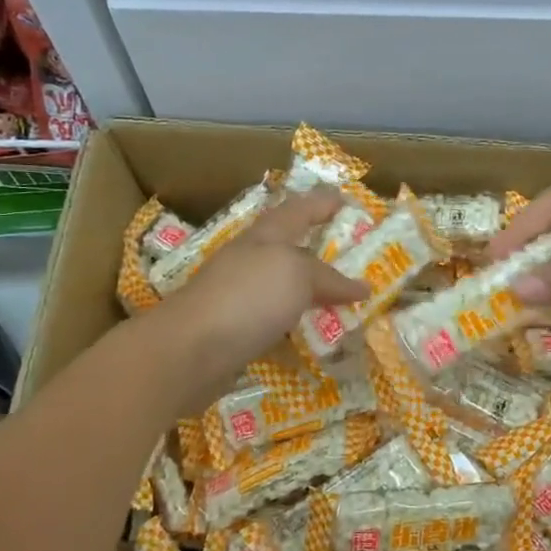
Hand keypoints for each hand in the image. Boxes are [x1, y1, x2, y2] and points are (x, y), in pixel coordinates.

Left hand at [151, 189, 368, 394]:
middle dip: (318, 248)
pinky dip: (297, 328)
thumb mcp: (297, 274)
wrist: (188, 351)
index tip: (345, 200)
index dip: (321, 203)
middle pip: (289, 248)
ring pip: (283, 288)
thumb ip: (329, 277)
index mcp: (265, 236)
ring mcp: (240, 297)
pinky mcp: (236, 331)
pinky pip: (276, 324)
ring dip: (310, 292)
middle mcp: (250, 261)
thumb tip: (362, 286)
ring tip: (342, 300)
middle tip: (353, 254)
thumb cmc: (247, 297)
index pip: (298, 209)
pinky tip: (315, 340)